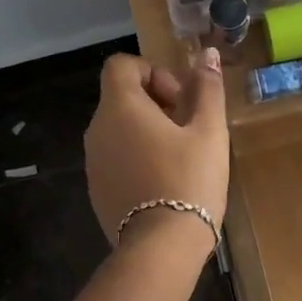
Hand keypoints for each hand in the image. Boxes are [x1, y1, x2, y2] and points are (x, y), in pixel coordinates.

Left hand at [84, 49, 230, 245]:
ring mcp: (93, 161)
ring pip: (118, 128)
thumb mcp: (208, 131)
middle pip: (120, 96)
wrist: (161, 247)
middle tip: (187, 128)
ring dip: (146, 130)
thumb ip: (207, 88)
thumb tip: (208, 53)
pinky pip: (115, 156)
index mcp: (120, 107)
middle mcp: (97, 129)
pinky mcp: (96, 188)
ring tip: (179, 156)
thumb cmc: (189, 180)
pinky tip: (164, 181)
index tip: (179, 98)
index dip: (152, 71)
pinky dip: (136, 156)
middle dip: (155, 102)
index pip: (121, 65)